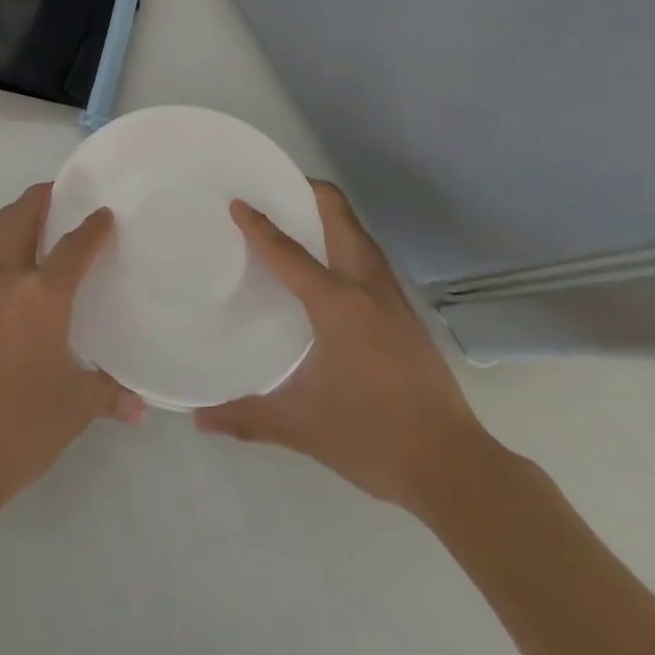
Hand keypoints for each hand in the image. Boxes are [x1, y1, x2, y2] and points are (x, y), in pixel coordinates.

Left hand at [0, 184, 143, 515]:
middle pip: (22, 216)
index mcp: (41, 297)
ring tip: (32, 214)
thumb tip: (140, 406)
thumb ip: (108, 393)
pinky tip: (4, 256)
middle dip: (43, 198)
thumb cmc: (19, 428)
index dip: (93, 227)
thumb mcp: (74, 408)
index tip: (104, 215)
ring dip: (14, 212)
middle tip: (62, 194)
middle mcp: (4, 278)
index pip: (74, 246)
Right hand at [194, 181, 497, 516]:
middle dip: (313, 195)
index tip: (238, 203)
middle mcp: (368, 290)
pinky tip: (336, 268)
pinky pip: (373, 261)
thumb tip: (199, 419)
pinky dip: (350, 244)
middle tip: (280, 187)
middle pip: (342, 221)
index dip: (260, 227)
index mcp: (337, 305)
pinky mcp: (408, 317)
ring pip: (362, 238)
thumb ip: (247, 417)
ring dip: (335, 218)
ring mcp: (394, 301)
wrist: (454, 468)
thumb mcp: (302, 426)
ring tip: (304, 216)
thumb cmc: (372, 437)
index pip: (290, 253)